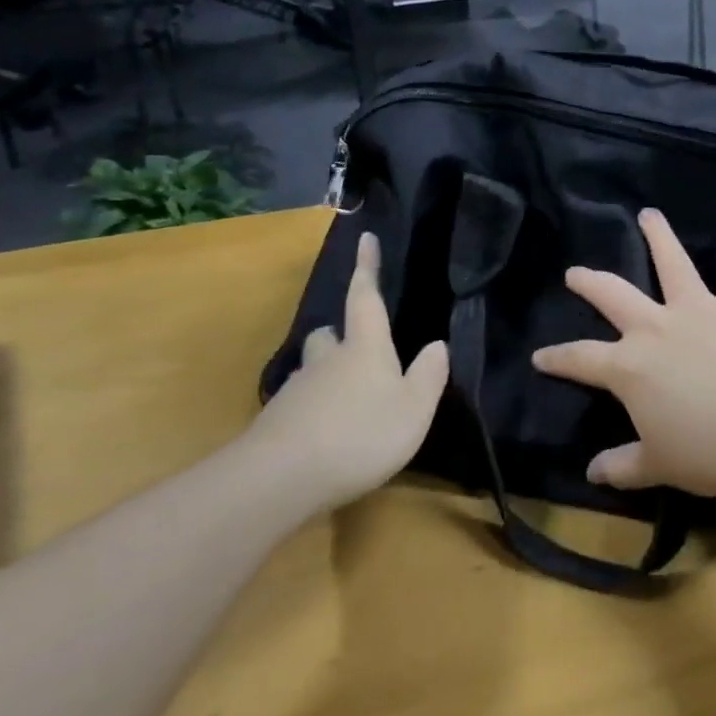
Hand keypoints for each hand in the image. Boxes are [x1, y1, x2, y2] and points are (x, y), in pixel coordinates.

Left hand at [244, 233, 447, 513]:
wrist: (281, 477)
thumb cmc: (361, 435)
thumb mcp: (414, 409)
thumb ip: (429, 376)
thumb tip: (438, 345)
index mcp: (365, 347)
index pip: (365, 297)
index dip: (367, 267)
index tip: (364, 238)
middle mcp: (328, 359)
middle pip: (329, 334)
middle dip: (340, 335)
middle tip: (357, 348)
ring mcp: (298, 389)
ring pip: (313, 368)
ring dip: (327, 372)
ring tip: (347, 399)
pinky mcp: (277, 421)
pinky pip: (300, 403)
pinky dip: (314, 409)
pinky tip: (325, 434)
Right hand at [532, 210, 715, 501]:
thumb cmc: (708, 452)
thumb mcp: (658, 465)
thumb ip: (623, 465)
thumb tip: (593, 473)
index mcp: (630, 367)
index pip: (581, 359)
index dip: (557, 358)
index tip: (540, 356)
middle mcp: (657, 328)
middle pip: (614, 295)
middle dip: (590, 282)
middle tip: (575, 272)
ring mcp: (699, 311)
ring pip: (673, 264)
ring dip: (659, 237)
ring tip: (649, 215)